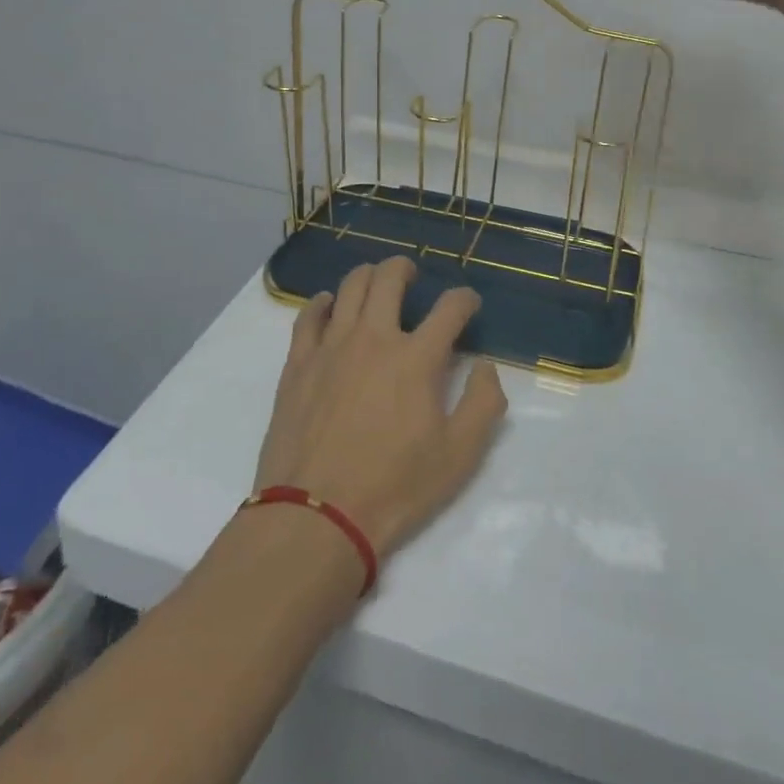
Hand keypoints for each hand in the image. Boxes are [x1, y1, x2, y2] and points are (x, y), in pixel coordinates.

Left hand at [254, 257, 507, 557]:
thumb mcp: (459, 456)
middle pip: (390, 279)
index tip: (468, 304)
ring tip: (375, 281)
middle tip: (411, 274)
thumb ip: (483, 404)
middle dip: (406, 268)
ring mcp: (331, 346)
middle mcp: (374, 338)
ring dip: (368, 276)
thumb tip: (485, 367)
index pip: (449, 308)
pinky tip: (328, 305)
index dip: (464, 299)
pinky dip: (322, 303)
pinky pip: (308, 316)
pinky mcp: (299, 363)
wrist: (317, 515)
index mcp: (417, 358)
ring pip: (349, 287)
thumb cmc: (394, 487)